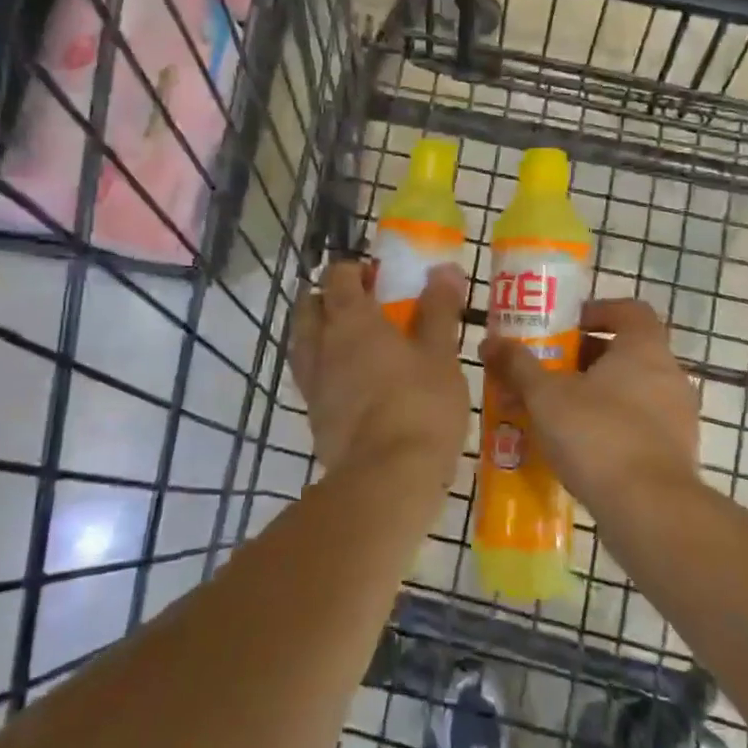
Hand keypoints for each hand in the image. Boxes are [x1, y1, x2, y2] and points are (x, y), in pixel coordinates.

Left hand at [289, 260, 470, 479]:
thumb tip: (443, 268)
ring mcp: (313, 382)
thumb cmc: (420, 405)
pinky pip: (311, 378)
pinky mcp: (314, 416)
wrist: (387, 478)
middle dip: (329, 298)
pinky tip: (351, 382)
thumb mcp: (441, 354)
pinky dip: (325, 368)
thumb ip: (439, 309)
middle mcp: (322, 345)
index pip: (337, 276)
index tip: (377, 277)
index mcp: (351, 320)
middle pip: (309, 306)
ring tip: (353, 342)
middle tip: (362, 306)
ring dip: (320, 332)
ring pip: (303, 343)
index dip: (354, 270)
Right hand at [482, 299, 699, 516]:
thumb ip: (518, 365)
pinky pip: (639, 426)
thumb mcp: (546, 396)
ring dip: (594, 395)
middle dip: (583, 359)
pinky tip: (577, 449)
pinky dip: (610, 427)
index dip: (596, 312)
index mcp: (644, 348)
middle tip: (547, 372)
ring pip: (630, 391)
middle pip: (624, 352)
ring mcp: (678, 416)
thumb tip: (489, 342)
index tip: (564, 327)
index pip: (628, 310)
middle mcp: (669, 375)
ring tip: (554, 413)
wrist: (650, 511)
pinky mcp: (676, 454)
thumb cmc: (597, 435)